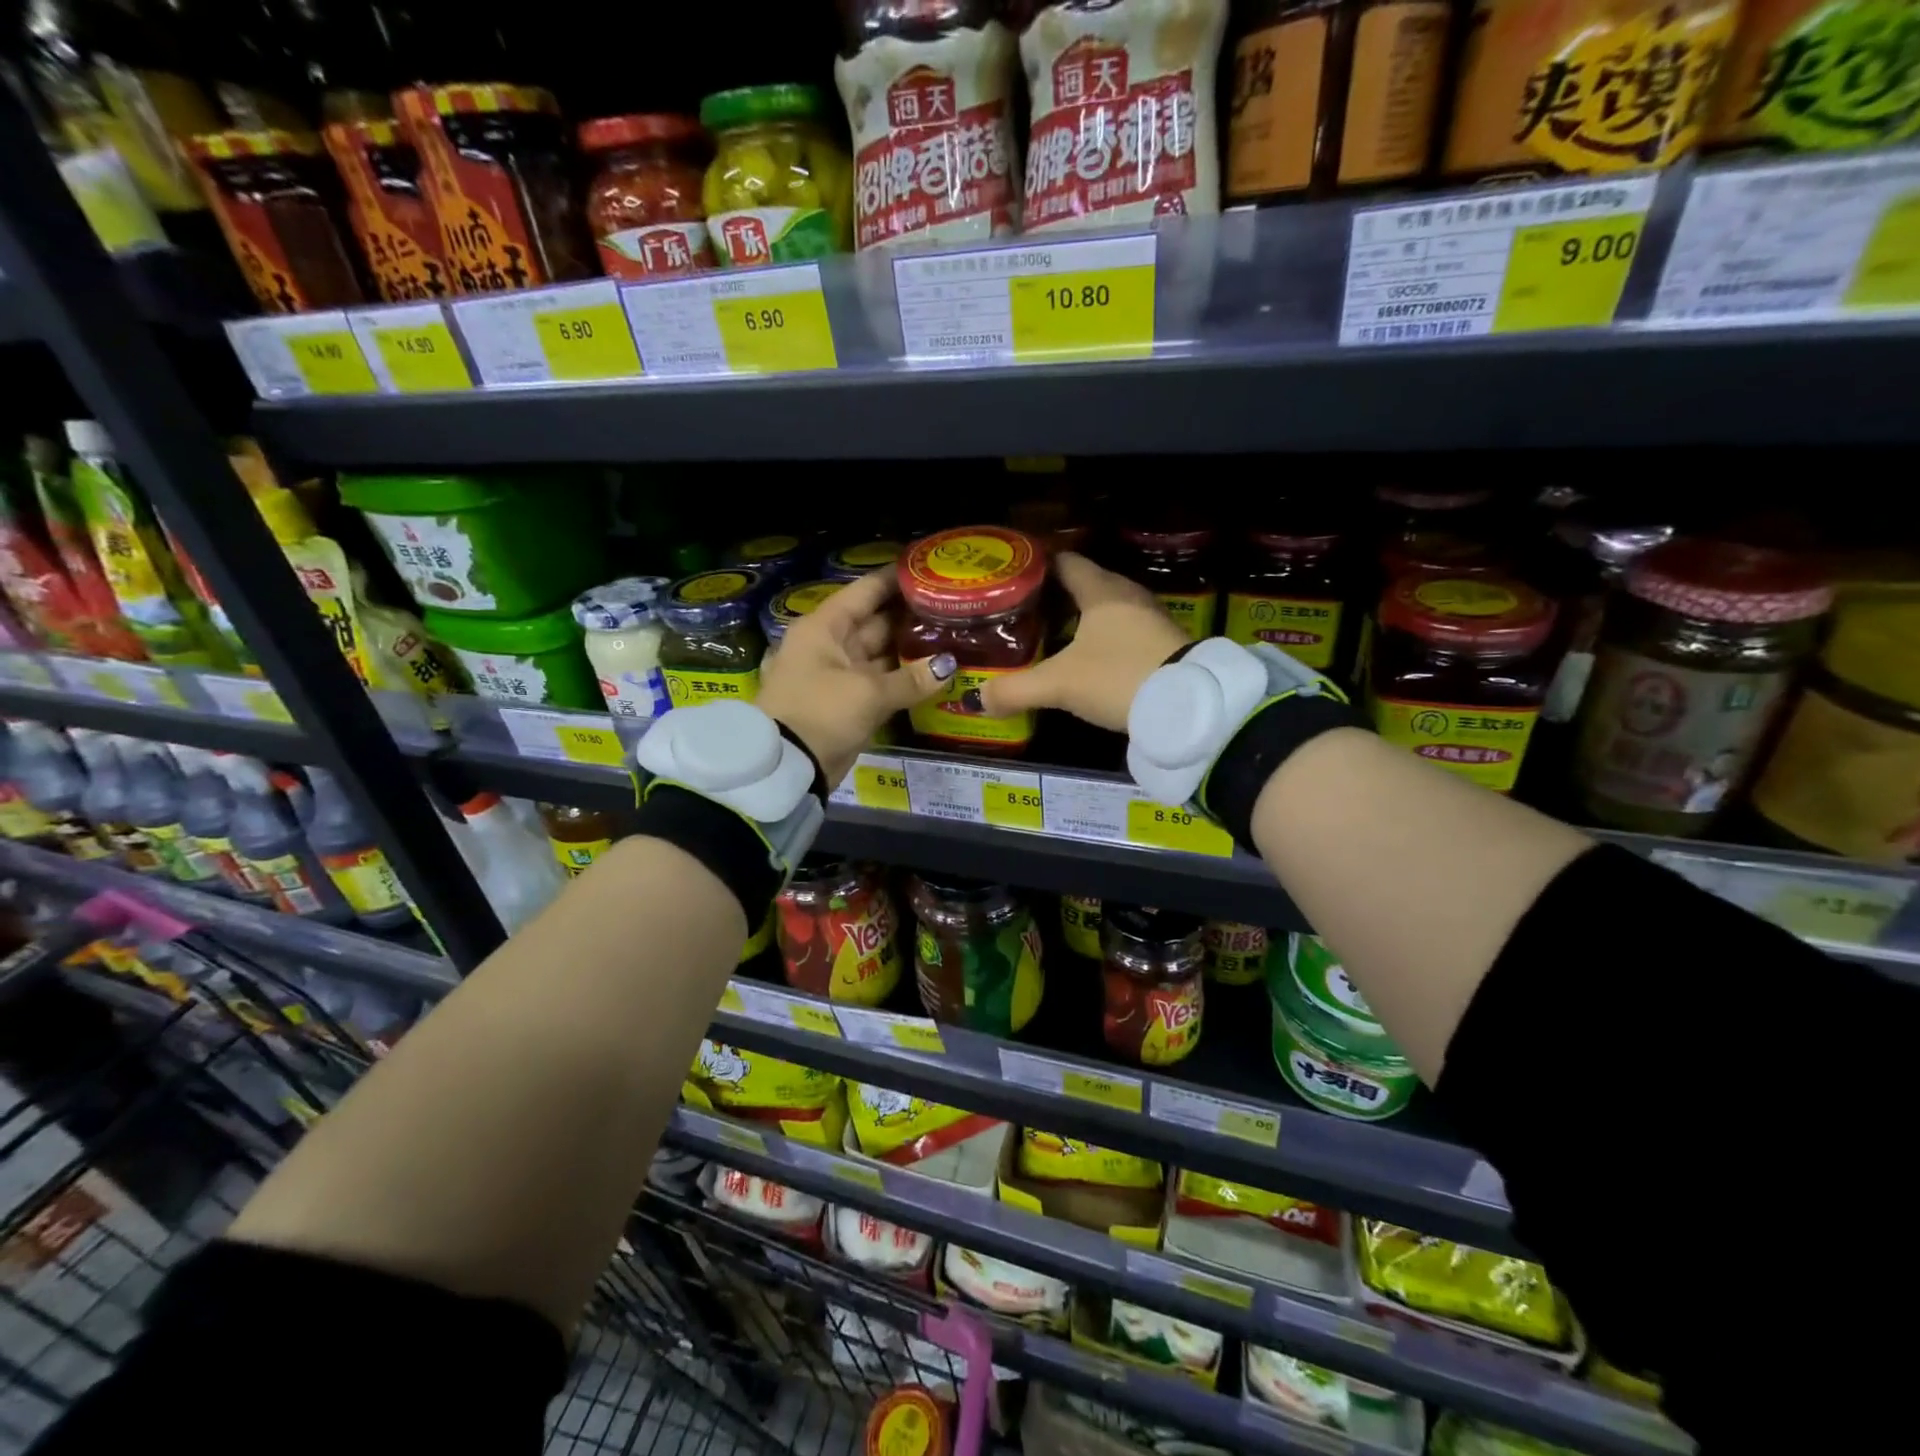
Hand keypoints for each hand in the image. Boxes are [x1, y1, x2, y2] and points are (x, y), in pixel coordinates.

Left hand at [757, 569, 954, 784]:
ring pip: (881, 654)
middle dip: (910, 617)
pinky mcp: (847, 704)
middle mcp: (830, 645)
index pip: (864, 592)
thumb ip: (911, 679)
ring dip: (911, 651)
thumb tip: (948, 666)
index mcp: (824, 628)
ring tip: (952, 637)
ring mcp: (839, 675)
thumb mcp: (867, 693)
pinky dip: (904, 680)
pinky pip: (881, 683)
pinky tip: (935, 674)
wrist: (787, 766)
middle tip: (951, 608)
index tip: (927, 569)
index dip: (894, 580)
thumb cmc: (820, 713)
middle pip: (875, 622)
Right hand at [973, 552, 1188, 731]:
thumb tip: (979, 698)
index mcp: (1101, 590)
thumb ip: (1015, 689)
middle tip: (1022, 613)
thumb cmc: (1117, 677)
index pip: (1064, 562)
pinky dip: (1100, 640)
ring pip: (1104, 610)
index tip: (1011, 579)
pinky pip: (1122, 632)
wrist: (1188, 706)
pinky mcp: (1162, 644)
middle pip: (1084, 585)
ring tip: (1048, 637)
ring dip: (1079, 621)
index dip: (1036, 567)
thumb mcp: (1059, 684)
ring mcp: (1149, 619)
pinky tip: (1085, 661)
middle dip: (1053, 598)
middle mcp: (1127, 595)